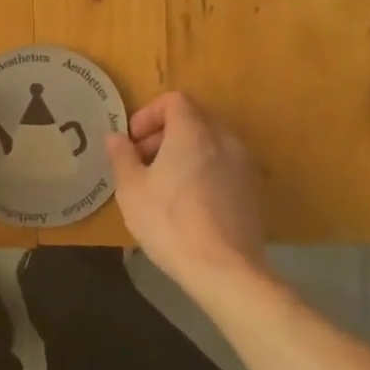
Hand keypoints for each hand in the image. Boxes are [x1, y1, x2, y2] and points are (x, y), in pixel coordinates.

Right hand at [105, 92, 266, 289]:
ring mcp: (243, 165)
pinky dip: (203, 171)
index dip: (149, 114)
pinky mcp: (252, 190)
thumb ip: (122, 156)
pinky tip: (188, 203)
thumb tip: (116, 137)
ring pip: (210, 143)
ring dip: (184, 152)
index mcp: (193, 132)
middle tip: (142, 162)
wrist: (225, 269)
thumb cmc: (170, 222)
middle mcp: (224, 139)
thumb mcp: (132, 189)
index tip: (133, 141)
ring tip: (163, 184)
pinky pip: (223, 166)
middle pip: (193, 119)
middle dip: (164, 133)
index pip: (174, 100)